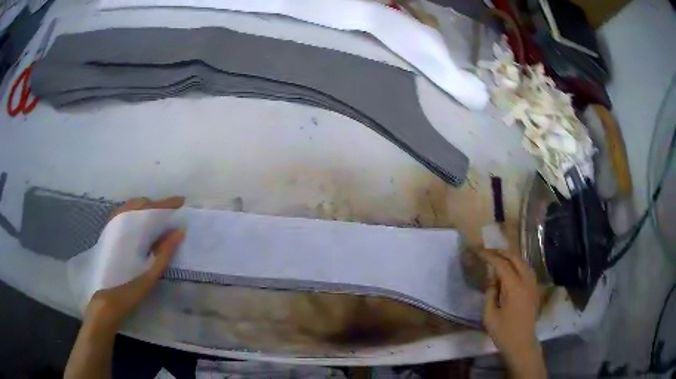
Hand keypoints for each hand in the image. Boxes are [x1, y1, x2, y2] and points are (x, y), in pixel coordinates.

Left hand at [85, 196, 184, 329]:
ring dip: (145, 208)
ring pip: (130, 207)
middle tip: (170, 214)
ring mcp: (112, 225)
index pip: (152, 210)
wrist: (105, 299)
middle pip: (140, 204)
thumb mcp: (151, 272)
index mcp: (131, 230)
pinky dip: (135, 213)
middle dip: (156, 205)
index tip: (181, 201)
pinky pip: (123, 213)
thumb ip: (165, 251)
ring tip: (157, 218)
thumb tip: (180, 231)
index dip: (167, 204)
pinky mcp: (108, 233)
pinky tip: (140, 226)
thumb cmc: (129, 287)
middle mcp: (120, 222)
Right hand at [479, 250, 544, 377]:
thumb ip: (490, 295)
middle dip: (500, 252)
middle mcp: (526, 281)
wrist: (522, 344)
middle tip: (487, 252)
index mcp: (514, 288)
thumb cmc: (504, 333)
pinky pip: (527, 269)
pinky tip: (510, 269)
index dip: (489, 256)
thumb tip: (492, 281)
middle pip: (515, 257)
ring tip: (497, 257)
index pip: (501, 264)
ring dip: (510, 256)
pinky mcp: (535, 289)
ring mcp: (533, 284)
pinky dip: (517, 263)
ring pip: (523, 261)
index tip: (478, 251)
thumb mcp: (489, 316)